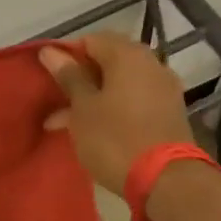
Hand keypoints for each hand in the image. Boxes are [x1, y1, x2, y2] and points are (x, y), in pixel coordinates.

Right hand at [39, 32, 193, 196]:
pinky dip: (115, 110)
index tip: (50, 81)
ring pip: (121, 85)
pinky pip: (136, 102)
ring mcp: (164, 89)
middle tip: (57, 104)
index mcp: (128, 54)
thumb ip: (69, 77)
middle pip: (108, 62)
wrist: (166, 180)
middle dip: (81, 81)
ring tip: (69, 125)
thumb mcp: (83, 109)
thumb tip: (50, 51)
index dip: (66, 57)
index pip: (90, 40)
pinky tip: (98, 131)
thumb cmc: (115, 139)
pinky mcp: (170, 113)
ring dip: (95, 99)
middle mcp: (151, 63)